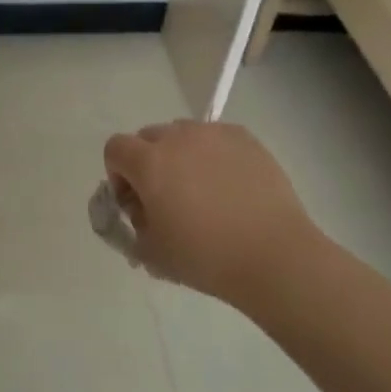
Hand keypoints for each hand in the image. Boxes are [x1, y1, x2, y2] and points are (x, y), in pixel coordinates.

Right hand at [103, 121, 333, 314]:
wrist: (274, 256)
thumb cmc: (206, 257)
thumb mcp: (152, 251)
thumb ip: (135, 224)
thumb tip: (143, 210)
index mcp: (149, 163)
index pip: (115, 149)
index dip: (118, 174)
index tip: (135, 202)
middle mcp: (178, 138)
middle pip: (148, 137)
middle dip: (147, 162)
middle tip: (166, 197)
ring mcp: (214, 135)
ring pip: (183, 134)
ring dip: (180, 155)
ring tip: (201, 189)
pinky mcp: (246, 139)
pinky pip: (215, 138)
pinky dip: (212, 155)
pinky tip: (229, 186)